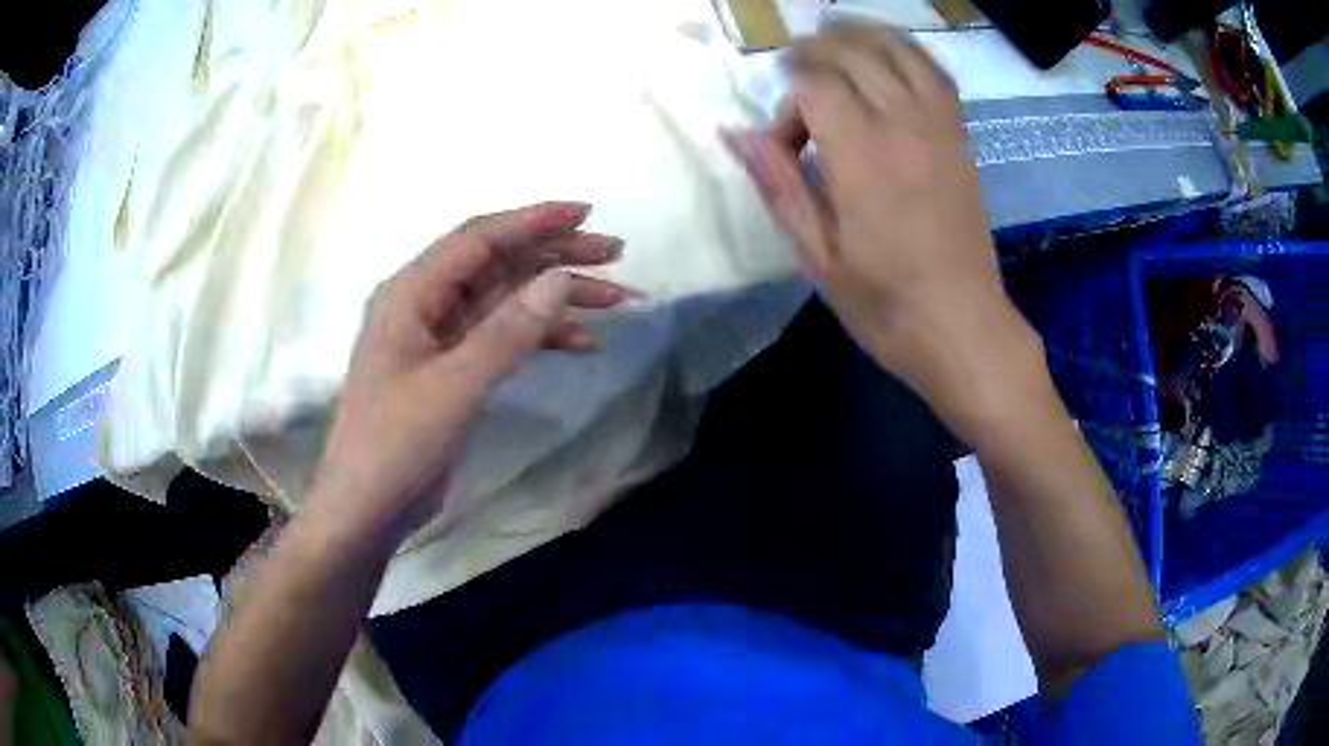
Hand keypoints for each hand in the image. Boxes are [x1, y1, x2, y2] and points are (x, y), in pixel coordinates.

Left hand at [310, 202, 634, 544]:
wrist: (368, 508)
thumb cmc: (396, 445)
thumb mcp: (454, 386)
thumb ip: (507, 331)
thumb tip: (559, 279)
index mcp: (412, 293)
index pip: (479, 239)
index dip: (533, 221)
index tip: (586, 213)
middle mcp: (426, 304)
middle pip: (499, 264)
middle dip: (556, 256)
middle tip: (615, 253)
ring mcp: (441, 338)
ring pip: (508, 300)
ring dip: (559, 298)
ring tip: (617, 298)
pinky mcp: (454, 369)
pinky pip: (504, 338)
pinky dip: (543, 338)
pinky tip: (586, 342)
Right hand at [728, 26, 1040, 442]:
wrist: (964, 329)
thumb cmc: (887, 305)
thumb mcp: (818, 258)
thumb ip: (780, 186)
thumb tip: (736, 134)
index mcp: (863, 157)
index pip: (813, 86)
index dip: (787, 105)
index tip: (783, 147)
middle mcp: (904, 126)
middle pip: (853, 53)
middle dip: (813, 52)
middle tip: (791, 71)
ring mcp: (940, 128)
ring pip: (897, 50)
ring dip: (859, 36)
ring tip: (830, 40)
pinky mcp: (961, 138)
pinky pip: (936, 73)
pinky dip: (907, 52)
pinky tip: (887, 56)